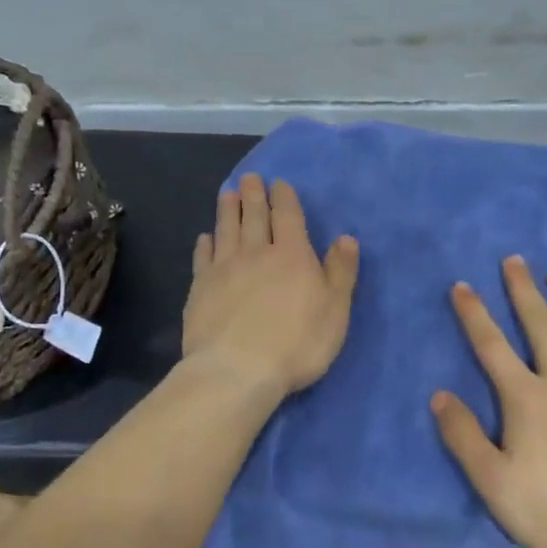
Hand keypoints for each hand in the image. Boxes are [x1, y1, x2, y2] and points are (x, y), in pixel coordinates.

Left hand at [183, 174, 360, 399]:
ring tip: (227, 193)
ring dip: (227, 210)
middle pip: (254, 217)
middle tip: (249, 178)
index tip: (278, 183)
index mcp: (291, 255)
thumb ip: (341, 272)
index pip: (288, 216)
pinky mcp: (200, 288)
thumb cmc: (297, 343)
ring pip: (226, 230)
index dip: (284, 198)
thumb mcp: (335, 310)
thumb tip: (346, 238)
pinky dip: (205, 244)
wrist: (237, 369)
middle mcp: (256, 253)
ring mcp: (224, 269)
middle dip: (253, 195)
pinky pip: (203, 258)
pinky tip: (205, 238)